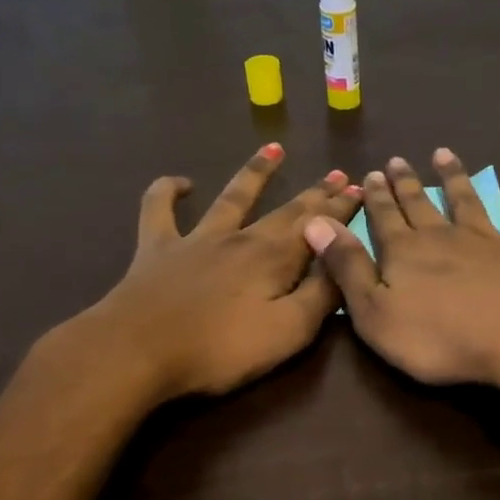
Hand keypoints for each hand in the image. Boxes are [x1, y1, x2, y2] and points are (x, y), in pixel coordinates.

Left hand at [36, 145, 361, 402]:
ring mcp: (196, 239)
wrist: (138, 350)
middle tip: (338, 173)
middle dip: (316, 193)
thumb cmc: (220, 349)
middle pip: (285, 210)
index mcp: (274, 260)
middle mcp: (240, 239)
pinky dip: (168, 191)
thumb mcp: (288, 332)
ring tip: (274, 150)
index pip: (317, 228)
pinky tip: (180, 182)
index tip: (361, 188)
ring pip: (232, 197)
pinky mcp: (157, 249)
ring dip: (254, 173)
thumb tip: (344, 264)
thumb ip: (321, 297)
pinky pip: (160, 209)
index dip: (341, 209)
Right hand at [301, 149, 499, 390]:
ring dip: (454, 176)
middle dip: (406, 183)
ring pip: (466, 199)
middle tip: (397, 161)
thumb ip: (346, 267)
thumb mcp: (374, 313)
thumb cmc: (436, 338)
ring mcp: (486, 238)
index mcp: (403, 251)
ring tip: (443, 154)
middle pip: (420, 204)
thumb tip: (315, 221)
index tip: (370, 174)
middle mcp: (442, 235)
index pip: (383, 218)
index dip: (375, 197)